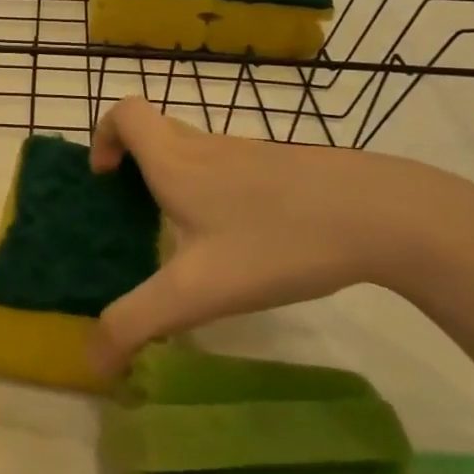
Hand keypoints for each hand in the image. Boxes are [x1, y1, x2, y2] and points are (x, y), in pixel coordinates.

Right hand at [87, 97, 473, 373]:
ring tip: (185, 236)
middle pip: (156, 130)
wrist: (382, 214)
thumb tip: (91, 361)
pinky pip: (229, 166)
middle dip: (134, 161)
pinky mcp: (283, 166)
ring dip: (174, 177)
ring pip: (194, 149)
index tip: (106, 179)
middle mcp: (206, 147)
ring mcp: (249, 152)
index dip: (104, 136)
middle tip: (136, 212)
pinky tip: (240, 239)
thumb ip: (137, 323)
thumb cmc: (276, 241)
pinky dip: (214, 188)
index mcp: (175, 162)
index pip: (125, 113)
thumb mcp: (197, 291)